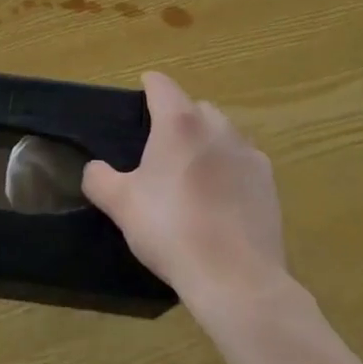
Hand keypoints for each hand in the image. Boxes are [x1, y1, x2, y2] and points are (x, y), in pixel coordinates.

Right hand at [82, 72, 286, 306]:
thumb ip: (99, 179)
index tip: (139, 95)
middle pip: (195, 107)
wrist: (235, 278)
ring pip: (223, 133)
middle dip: (178, 118)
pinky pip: (244, 161)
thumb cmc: (170, 230)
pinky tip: (220, 199)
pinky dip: (230, 169)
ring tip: (192, 175)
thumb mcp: (120, 205)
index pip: (161, 85)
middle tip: (160, 149)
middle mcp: (217, 127)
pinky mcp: (269, 182)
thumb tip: (94, 169)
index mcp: (179, 123)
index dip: (148, 86)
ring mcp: (248, 153)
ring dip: (207, 142)